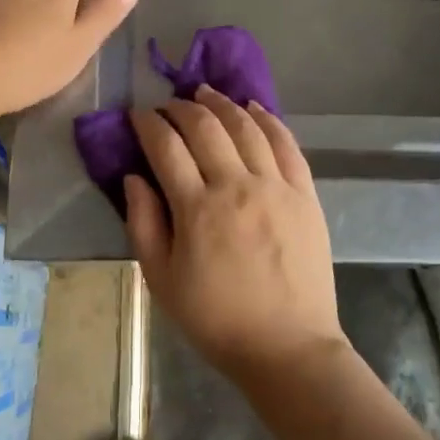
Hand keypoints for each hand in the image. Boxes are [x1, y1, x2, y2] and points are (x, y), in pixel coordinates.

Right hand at [124, 85, 344, 378]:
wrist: (288, 346)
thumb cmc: (216, 319)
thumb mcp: (162, 280)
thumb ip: (144, 224)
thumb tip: (133, 177)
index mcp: (197, 209)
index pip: (167, 147)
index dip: (148, 125)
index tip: (138, 116)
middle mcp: (237, 185)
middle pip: (206, 127)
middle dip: (181, 107)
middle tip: (168, 104)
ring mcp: (276, 186)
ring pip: (246, 126)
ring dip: (221, 103)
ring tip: (205, 92)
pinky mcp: (305, 194)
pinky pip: (286, 143)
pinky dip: (267, 119)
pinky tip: (253, 107)